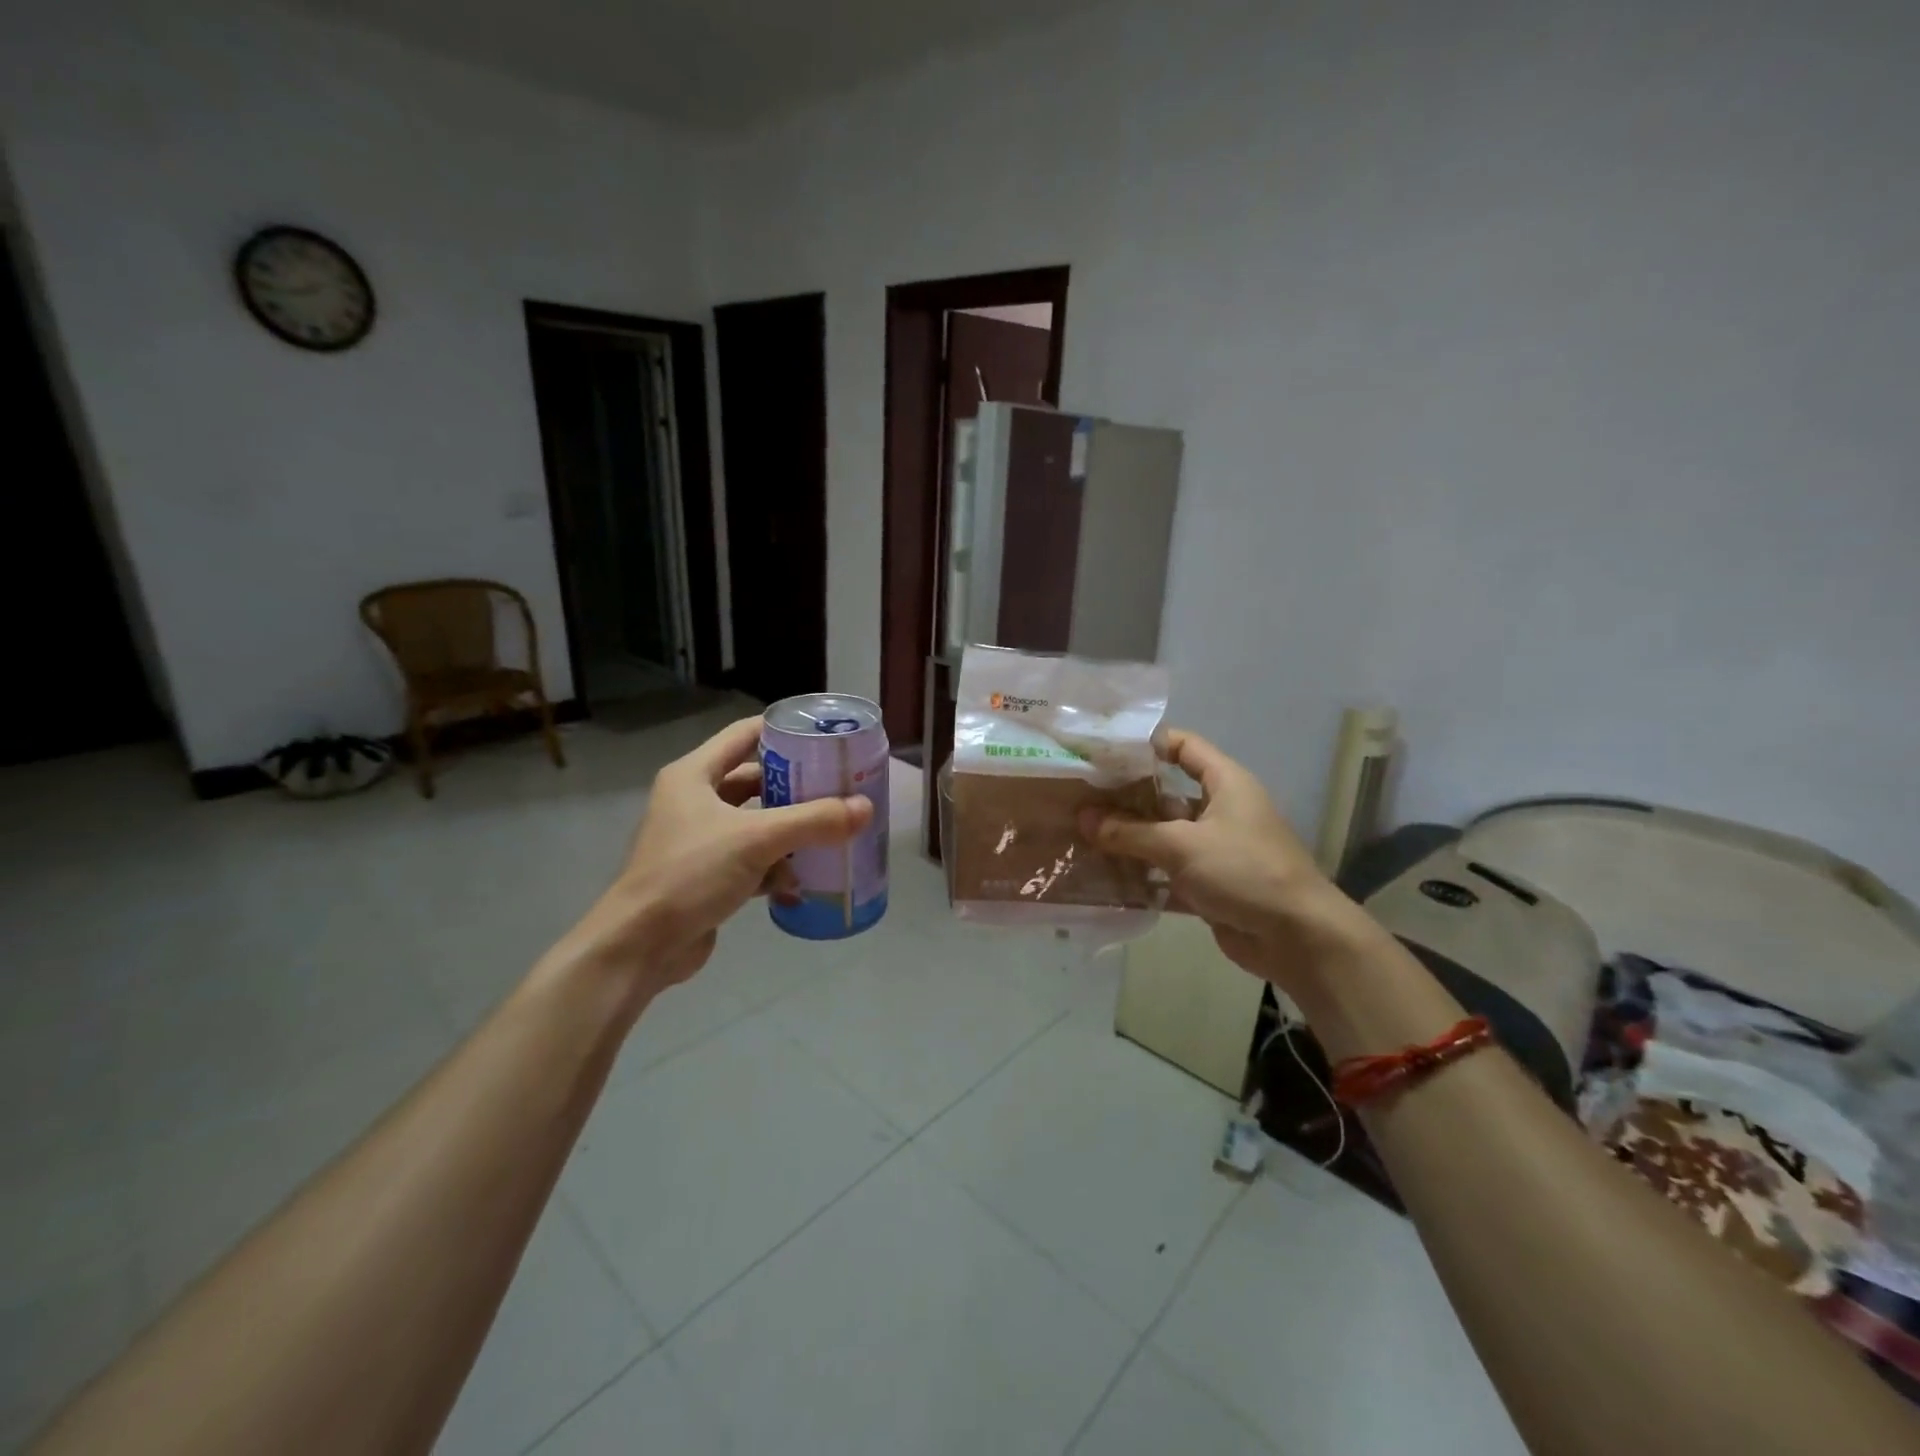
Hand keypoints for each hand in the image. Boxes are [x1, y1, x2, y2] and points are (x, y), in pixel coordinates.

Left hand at [570, 716, 873, 994]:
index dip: (783, 730)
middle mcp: (694, 801)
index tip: (824, 737)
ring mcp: (699, 840)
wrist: (640, 946)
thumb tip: (866, 808)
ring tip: (832, 833)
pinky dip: (776, 868)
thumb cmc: (690, 873)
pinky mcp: (706, 875)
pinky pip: (751, 860)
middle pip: (755, 781)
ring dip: (790, 831)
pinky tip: (804, 882)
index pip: (744, 734)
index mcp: (694, 775)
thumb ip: (813, 821)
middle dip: (796, 787)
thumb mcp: (756, 839)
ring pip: (756, 824)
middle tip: (839, 788)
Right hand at [1079, 729, 1353, 988]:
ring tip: (1083, 837)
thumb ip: (1129, 832)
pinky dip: (1143, 874)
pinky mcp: (1210, 884)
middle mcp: (1221, 810)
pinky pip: (1169, 871)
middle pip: (1166, 794)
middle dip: (1126, 799)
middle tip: (1081, 800)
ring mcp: (1215, 848)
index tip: (1105, 753)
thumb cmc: (1244, 871)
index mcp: (1225, 783)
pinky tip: (1105, 877)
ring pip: (1164, 835)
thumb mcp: (1182, 846)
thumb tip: (1083, 817)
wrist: (1297, 937)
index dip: (1147, 744)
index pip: (1183, 746)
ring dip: (1130, 839)